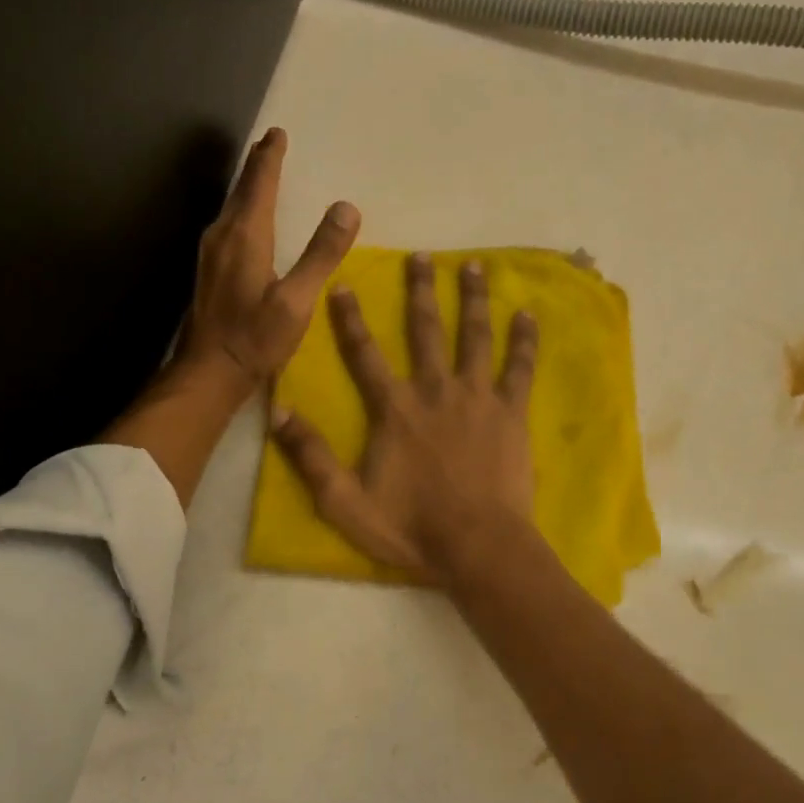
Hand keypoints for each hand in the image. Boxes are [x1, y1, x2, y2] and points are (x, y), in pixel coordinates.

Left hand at [179, 127, 359, 389]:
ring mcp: (210, 254)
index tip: (277, 133)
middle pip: (241, 190)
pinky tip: (246, 221)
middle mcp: (222, 236)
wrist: (208, 373)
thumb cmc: (255, 338)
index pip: (259, 184)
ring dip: (247, 187)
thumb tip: (346, 207)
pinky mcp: (208, 272)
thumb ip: (321, 253)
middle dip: (257, 166)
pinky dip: (241, 210)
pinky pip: (227, 225)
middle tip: (269, 144)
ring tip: (261, 175)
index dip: (270, 158)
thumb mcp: (296, 300)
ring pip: (231, 207)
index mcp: (245, 236)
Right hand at [271, 253, 538, 585]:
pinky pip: (519, 368)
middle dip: (421, 290)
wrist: (478, 546)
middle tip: (421, 256)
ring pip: (474, 336)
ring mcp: (477, 397)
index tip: (342, 285)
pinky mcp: (511, 412)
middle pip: (425, 330)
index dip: (350, 319)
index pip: (365, 354)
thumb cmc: (411, 527)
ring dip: (472, 299)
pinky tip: (527, 314)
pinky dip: (524, 340)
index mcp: (395, 409)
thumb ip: (310, 456)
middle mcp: (435, 390)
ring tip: (472, 265)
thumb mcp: (345, 501)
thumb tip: (276, 411)